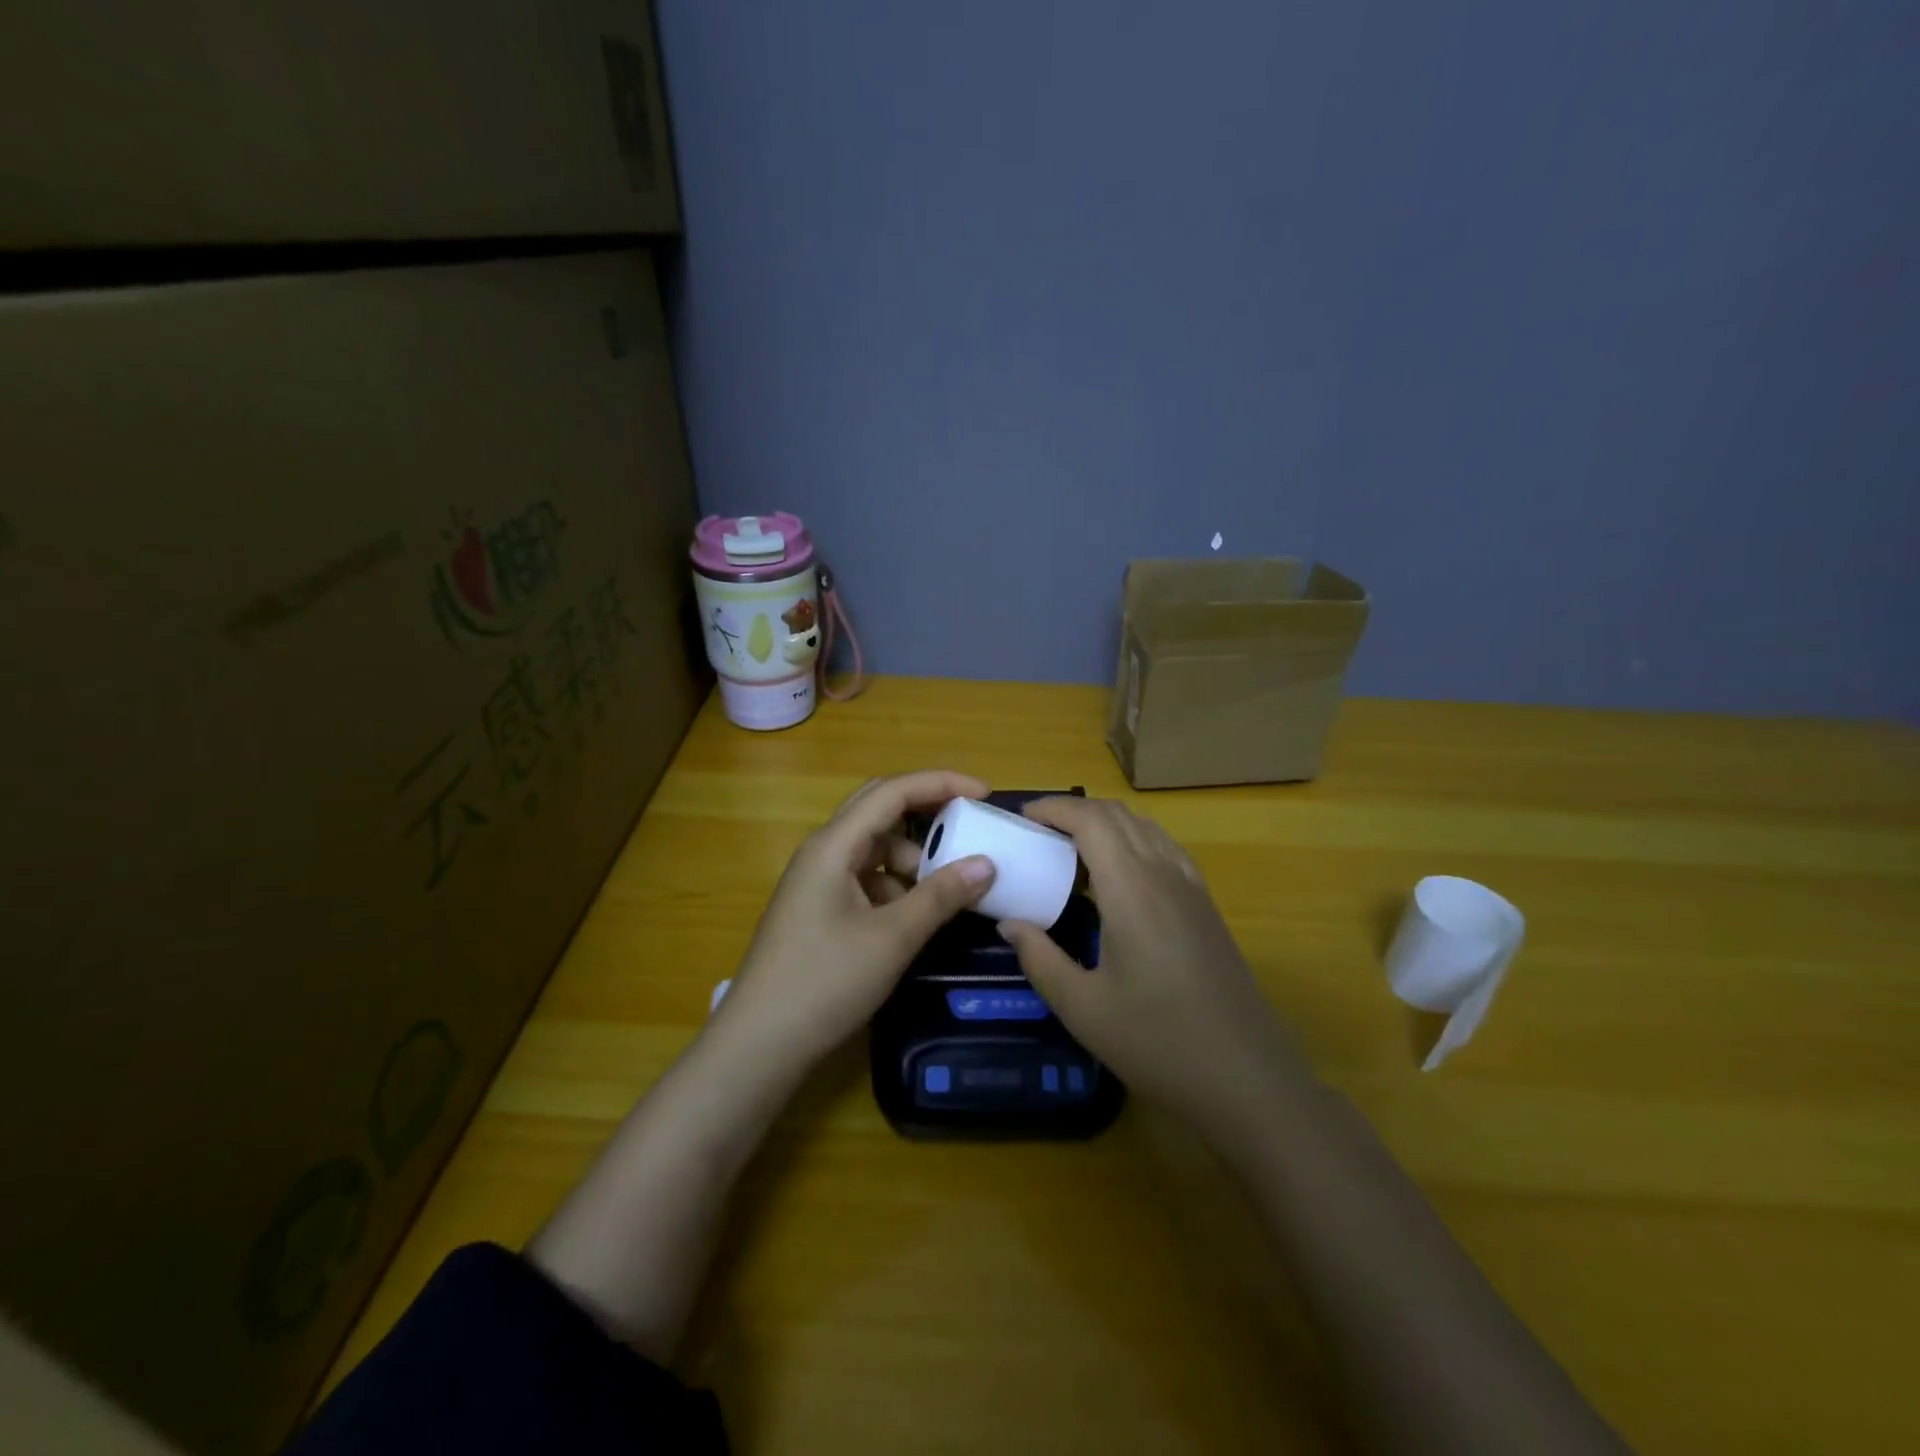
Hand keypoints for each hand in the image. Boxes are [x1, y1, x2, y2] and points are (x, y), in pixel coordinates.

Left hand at [720, 770, 996, 1062]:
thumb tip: (986, 863)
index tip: (985, 794)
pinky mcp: (819, 909)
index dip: (941, 784)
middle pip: (880, 810)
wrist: (759, 1044)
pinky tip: (916, 916)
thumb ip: (941, 896)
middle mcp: (823, 852)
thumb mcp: (892, 938)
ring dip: (913, 857)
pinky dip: (897, 886)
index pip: (892, 791)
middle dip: (928, 812)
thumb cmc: (825, 982)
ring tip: (949, 886)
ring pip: (874, 848)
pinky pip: (866, 879)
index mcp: (834, 845)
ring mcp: (818, 881)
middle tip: (970, 824)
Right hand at [998, 797, 1311, 1140]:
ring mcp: (1192, 888)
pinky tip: (1118, 875)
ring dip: (1105, 823)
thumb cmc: (1158, 1042)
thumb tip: (1009, 923)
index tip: (1022, 816)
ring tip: (1070, 848)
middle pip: (1118, 815)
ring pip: (1145, 828)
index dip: (1054, 808)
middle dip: (1075, 810)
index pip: (1091, 820)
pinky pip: (1164, 849)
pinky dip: (1133, 841)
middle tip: (1037, 831)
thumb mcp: (1083, 1008)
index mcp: (1132, 889)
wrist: (1248, 1079)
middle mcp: (1164, 874)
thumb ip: (1039, 958)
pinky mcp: (1206, 906)